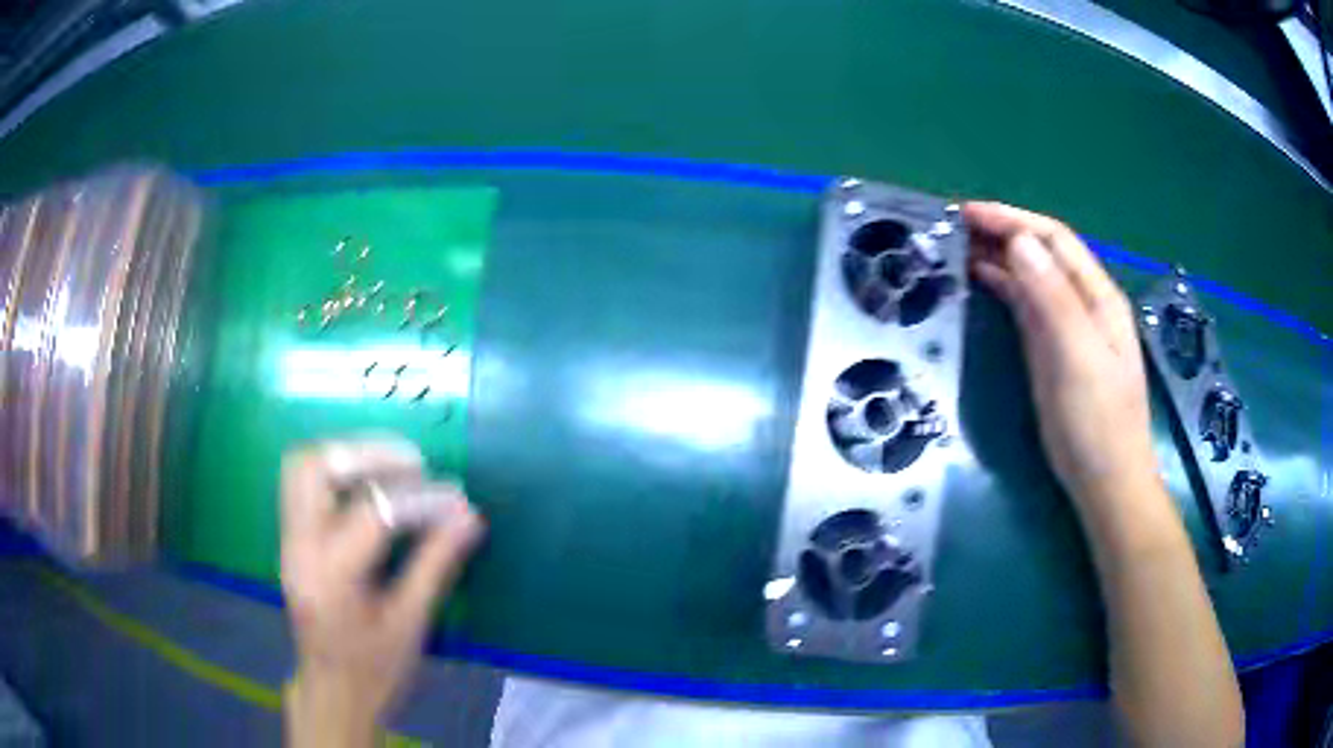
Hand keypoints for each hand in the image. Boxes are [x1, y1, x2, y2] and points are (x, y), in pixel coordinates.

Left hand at [280, 436, 483, 747]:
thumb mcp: (411, 623)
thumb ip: (437, 564)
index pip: (374, 512)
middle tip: (414, 465)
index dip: (421, 499)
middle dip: (367, 455)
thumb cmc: (375, 669)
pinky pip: (302, 485)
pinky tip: (368, 486)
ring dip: (346, 455)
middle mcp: (300, 547)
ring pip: (301, 466)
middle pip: (315, 468)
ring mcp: (289, 541)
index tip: (457, 498)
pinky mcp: (290, 541)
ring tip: (391, 467)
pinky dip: (336, 471)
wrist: (333, 693)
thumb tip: (470, 518)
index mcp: (332, 575)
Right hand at [965, 203, 1243, 745]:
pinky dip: (1001, 286)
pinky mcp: (1051, 350)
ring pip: (1031, 276)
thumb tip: (1020, 241)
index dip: (1013, 219)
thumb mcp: (1079, 358)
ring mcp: (1066, 327)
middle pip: (1041, 252)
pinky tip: (978, 280)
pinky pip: (1025, 305)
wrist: (1105, 481)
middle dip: (1001, 231)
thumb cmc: (1098, 422)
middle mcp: (1083, 302)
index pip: (1054, 240)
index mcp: (1097, 297)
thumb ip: (1055, 298)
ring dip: (997, 256)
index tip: (968, 213)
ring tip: (957, 245)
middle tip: (953, 226)